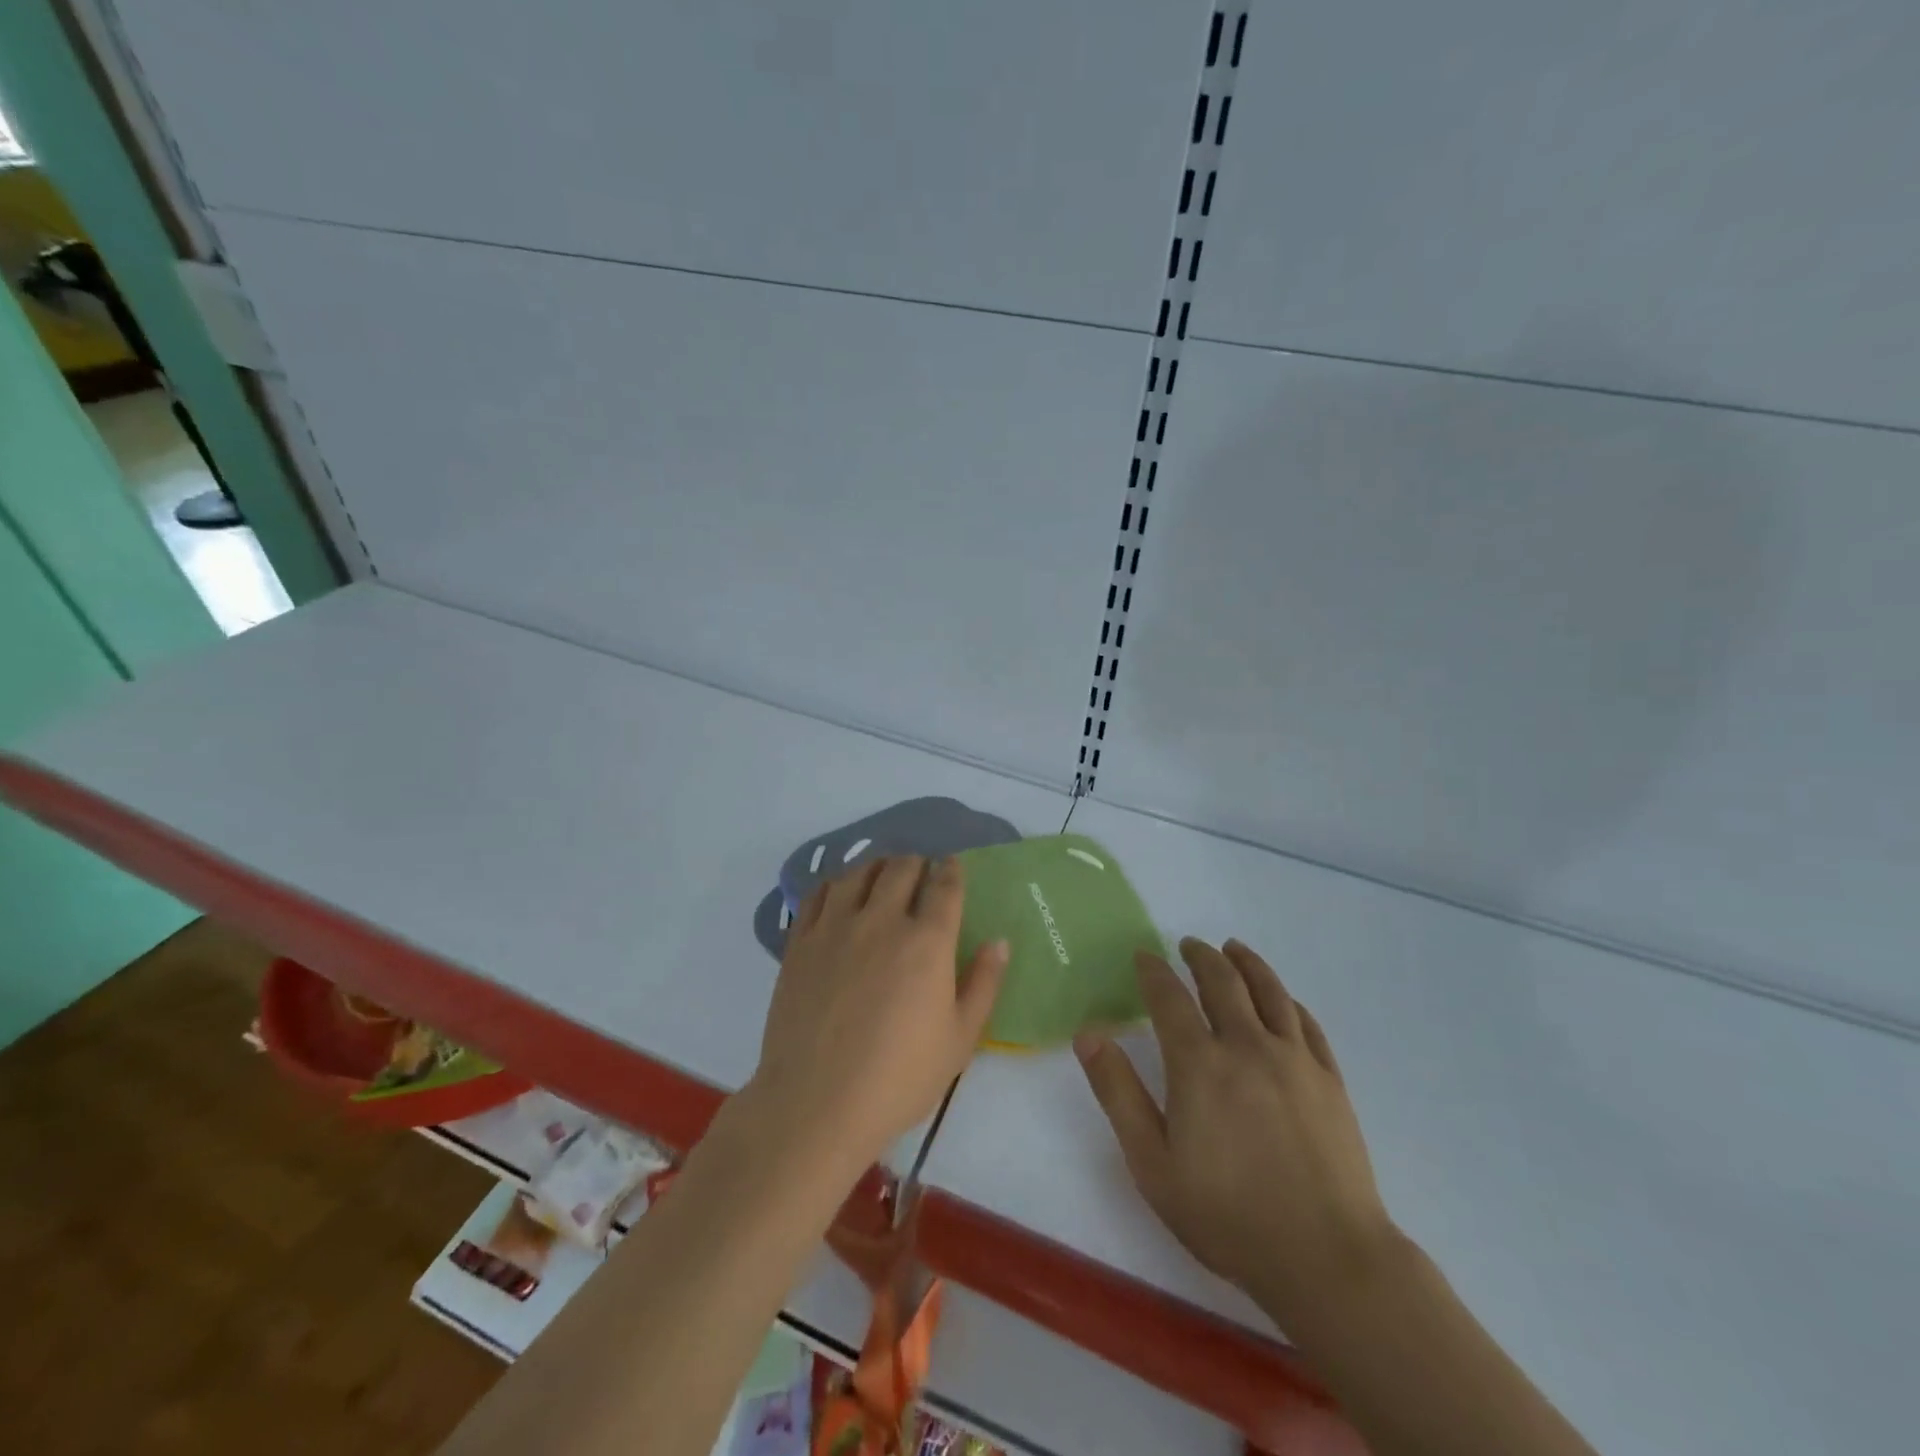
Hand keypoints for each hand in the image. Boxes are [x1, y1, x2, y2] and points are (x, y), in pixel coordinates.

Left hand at [745, 856, 1007, 1174]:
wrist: (817, 1103)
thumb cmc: (899, 1077)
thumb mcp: (960, 1039)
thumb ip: (984, 984)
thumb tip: (999, 941)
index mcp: (927, 941)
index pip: (944, 886)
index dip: (952, 870)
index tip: (952, 867)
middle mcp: (882, 920)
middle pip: (901, 868)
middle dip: (917, 863)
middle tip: (920, 874)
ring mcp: (836, 927)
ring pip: (859, 872)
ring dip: (878, 866)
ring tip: (882, 876)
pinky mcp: (801, 941)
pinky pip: (818, 893)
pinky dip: (836, 883)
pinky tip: (841, 893)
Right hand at [1075, 938, 1396, 1331]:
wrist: (1327, 1259)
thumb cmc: (1227, 1215)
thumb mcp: (1152, 1163)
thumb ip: (1118, 1092)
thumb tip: (1088, 1034)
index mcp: (1199, 1063)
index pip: (1170, 998)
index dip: (1154, 971)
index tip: (1144, 956)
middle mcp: (1247, 1046)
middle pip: (1223, 981)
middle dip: (1201, 957)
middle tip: (1189, 945)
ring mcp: (1295, 1060)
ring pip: (1269, 991)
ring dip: (1247, 963)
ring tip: (1233, 948)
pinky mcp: (1330, 1080)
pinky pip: (1307, 1022)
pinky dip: (1288, 999)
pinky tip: (1282, 998)